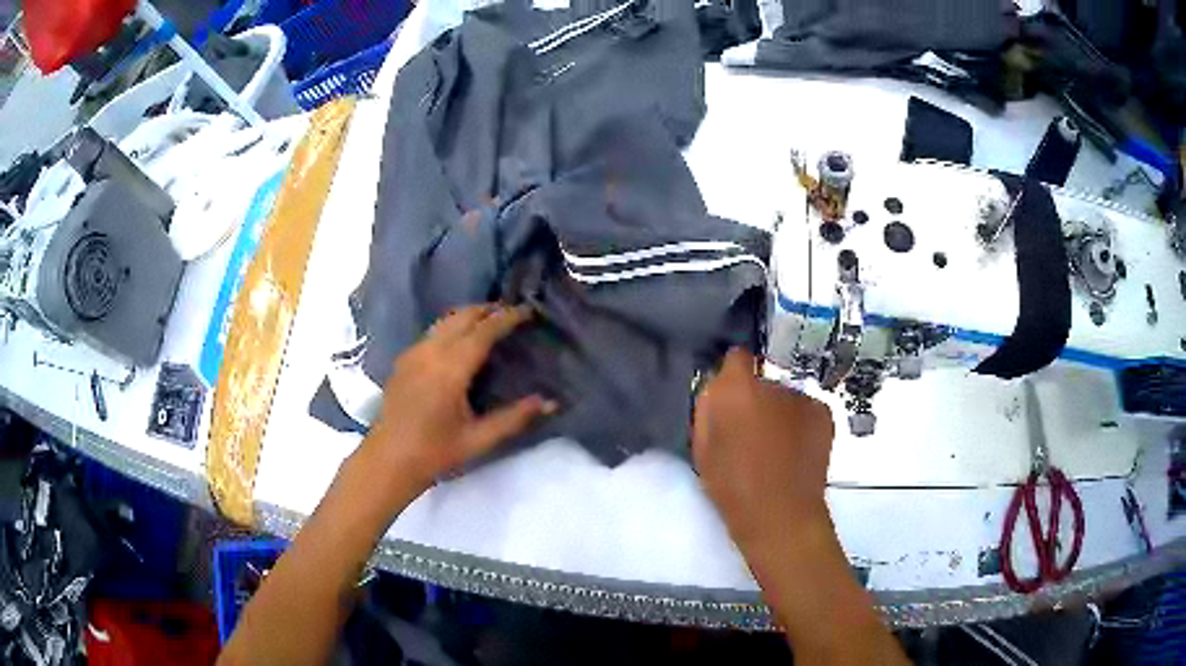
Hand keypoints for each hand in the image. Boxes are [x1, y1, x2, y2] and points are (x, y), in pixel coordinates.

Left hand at [360, 304, 555, 493]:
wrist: (388, 460)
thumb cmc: (435, 453)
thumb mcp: (479, 439)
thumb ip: (515, 418)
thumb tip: (550, 402)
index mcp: (451, 369)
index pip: (484, 331)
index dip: (508, 318)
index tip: (529, 311)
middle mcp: (430, 352)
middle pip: (463, 316)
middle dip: (489, 310)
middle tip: (513, 313)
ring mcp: (413, 353)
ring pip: (445, 321)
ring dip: (469, 315)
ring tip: (491, 321)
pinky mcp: (404, 360)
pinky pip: (432, 332)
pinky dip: (452, 326)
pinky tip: (461, 342)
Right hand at [692, 348, 835, 547]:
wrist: (781, 515)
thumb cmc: (732, 487)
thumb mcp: (702, 448)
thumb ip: (708, 409)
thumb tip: (718, 389)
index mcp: (737, 390)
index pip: (736, 357)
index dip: (732, 376)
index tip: (730, 399)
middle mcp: (772, 384)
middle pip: (761, 381)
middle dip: (756, 400)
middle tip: (752, 434)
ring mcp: (803, 397)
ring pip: (785, 398)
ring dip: (779, 413)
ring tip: (778, 449)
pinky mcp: (824, 412)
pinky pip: (805, 410)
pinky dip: (800, 425)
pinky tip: (797, 452)